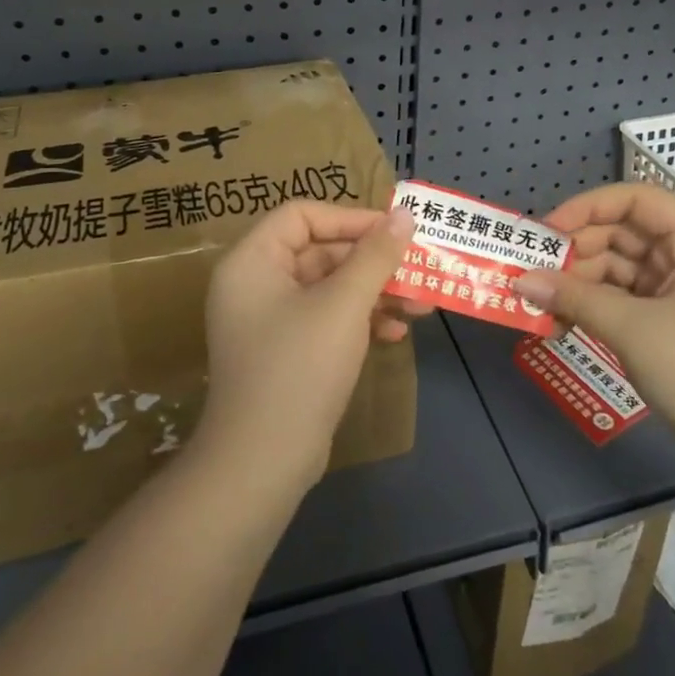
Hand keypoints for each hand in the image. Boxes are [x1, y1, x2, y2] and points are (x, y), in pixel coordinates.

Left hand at [198, 201, 417, 492]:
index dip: (350, 217)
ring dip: (375, 292)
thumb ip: (376, 254)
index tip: (394, 230)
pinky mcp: (286, 351)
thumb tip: (405, 213)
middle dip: (373, 261)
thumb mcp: (344, 304)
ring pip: (329, 287)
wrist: (263, 462)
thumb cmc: (300, 367)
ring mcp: (269, 320)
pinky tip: (395, 333)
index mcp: (253, 261)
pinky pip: (327, 318)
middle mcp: (255, 283)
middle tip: (418, 268)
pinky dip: (360, 320)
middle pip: (320, 251)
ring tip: (421, 304)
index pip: (302, 215)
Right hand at [514, 183, 674, 480]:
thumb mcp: (632, 330)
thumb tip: (521, 281)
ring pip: (621, 270)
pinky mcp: (673, 324)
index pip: (636, 200)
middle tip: (533, 272)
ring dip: (581, 283)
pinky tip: (563, 322)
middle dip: (577, 251)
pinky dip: (596, 307)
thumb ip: (574, 298)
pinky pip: (626, 301)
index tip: (549, 231)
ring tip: (541, 304)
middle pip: (624, 234)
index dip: (589, 207)